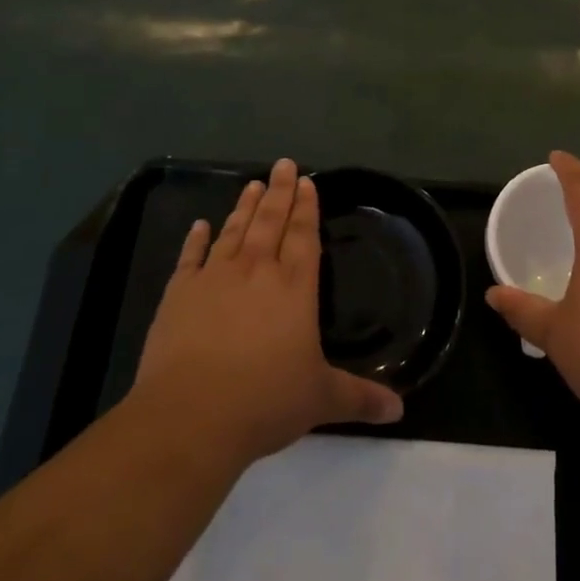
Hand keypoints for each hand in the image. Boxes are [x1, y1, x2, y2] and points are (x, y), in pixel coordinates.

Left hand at [133, 159, 402, 468]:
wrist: (191, 416)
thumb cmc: (265, 402)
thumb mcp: (321, 400)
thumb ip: (360, 398)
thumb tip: (400, 411)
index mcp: (295, 288)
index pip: (304, 236)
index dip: (306, 207)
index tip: (306, 181)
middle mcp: (257, 271)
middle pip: (271, 222)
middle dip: (279, 192)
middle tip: (283, 164)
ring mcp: (214, 279)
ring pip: (234, 232)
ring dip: (244, 207)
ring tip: (253, 184)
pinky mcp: (179, 295)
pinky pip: (190, 257)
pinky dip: (195, 239)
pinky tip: (200, 225)